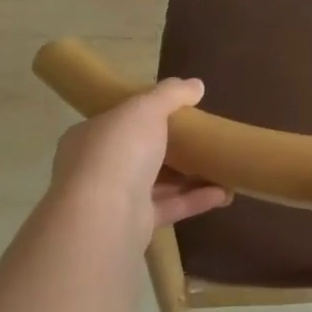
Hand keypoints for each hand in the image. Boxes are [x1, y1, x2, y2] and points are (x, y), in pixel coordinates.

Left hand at [50, 78, 231, 244]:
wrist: (105, 216)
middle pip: (138, 153)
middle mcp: (96, 168)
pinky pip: (168, 208)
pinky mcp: (134, 226)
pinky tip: (223, 194)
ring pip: (156, 183)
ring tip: (221, 166)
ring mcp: (113, 200)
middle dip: (170, 147)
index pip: (117, 121)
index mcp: (89, 136)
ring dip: (188, 176)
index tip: (175, 111)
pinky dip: (194, 200)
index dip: (144, 114)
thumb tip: (196, 85)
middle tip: (201, 138)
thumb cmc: (119, 150)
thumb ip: (171, 94)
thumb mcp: (146, 108)